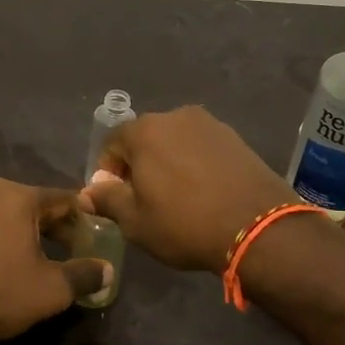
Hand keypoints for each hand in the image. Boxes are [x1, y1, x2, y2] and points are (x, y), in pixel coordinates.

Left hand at [0, 179, 110, 344]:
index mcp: (19, 196)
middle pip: (30, 201)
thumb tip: (108, 270)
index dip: (82, 216)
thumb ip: (85, 274)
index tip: (94, 233)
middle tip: (68, 246)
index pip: (62, 199)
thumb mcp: (53, 289)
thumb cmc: (1, 293)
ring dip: (14, 222)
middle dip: (51, 222)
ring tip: (26, 247)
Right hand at [83, 106, 295, 273]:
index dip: (108, 172)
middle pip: (145, 138)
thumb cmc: (184, 223)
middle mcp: (176, 117)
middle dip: (139, 164)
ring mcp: (210, 125)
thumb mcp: (135, 221)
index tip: (116, 198)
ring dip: (169, 163)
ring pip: (176, 142)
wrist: (257, 227)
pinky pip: (203, 148)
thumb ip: (107, 201)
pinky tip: (204, 192)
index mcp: (145, 131)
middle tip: (145, 199)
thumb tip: (86, 194)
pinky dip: (196, 164)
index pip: (112, 143)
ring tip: (178, 197)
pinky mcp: (236, 138)